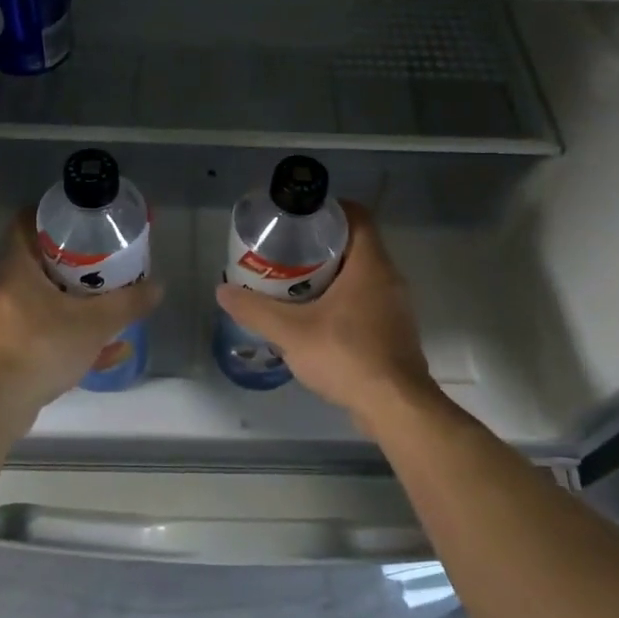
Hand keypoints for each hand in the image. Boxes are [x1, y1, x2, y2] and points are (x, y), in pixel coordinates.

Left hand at [0, 216, 163, 413]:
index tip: (79, 224)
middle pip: (36, 264)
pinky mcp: (0, 351)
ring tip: (104, 313)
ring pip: (40, 302)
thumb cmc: (42, 346)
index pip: (24, 224)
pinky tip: (96, 356)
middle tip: (101, 267)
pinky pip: (37, 334)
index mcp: (17, 268)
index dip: (50, 218)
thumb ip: (127, 304)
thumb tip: (158, 286)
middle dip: (70, 265)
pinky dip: (64, 337)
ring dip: (70, 305)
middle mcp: (2, 288)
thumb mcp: (95, 323)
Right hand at [215, 201, 433, 428]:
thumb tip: (223, 291)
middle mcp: (388, 278)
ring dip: (331, 274)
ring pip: (361, 275)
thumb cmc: (347, 356)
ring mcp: (395, 307)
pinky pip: (366, 301)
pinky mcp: (393, 331)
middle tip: (285, 251)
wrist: (395, 408)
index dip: (329, 209)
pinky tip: (315, 318)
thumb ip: (256, 310)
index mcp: (370, 265)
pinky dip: (342, 300)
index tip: (299, 217)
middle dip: (321, 245)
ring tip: (293, 283)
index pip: (357, 216)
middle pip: (356, 245)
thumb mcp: (291, 332)